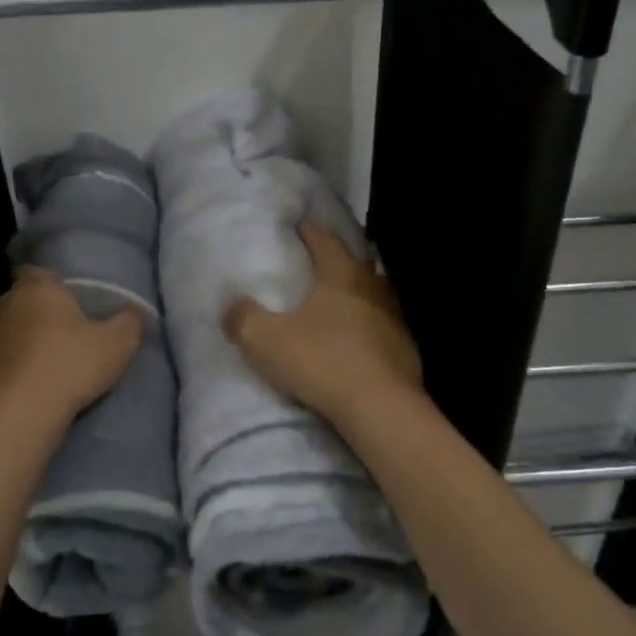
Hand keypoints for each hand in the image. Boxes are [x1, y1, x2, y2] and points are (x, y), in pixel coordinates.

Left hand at [0, 267, 144, 429]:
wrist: (16, 418)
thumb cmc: (68, 367)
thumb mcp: (117, 344)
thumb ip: (130, 321)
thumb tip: (135, 311)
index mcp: (37, 288)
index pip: (39, 271)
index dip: (54, 284)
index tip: (71, 302)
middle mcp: (3, 304)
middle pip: (21, 301)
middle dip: (38, 314)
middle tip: (63, 336)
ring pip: (6, 332)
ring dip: (20, 344)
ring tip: (44, 368)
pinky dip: (7, 372)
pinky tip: (24, 391)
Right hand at [221, 220, 422, 424]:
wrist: (381, 409)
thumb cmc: (322, 362)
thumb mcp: (266, 341)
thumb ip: (243, 319)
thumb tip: (229, 306)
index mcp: (341, 274)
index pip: (325, 241)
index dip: (310, 232)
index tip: (300, 225)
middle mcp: (372, 288)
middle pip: (357, 262)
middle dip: (339, 258)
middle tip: (322, 259)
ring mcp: (395, 319)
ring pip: (376, 294)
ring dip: (359, 292)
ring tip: (341, 299)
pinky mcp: (406, 350)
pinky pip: (385, 327)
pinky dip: (372, 327)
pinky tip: (360, 340)